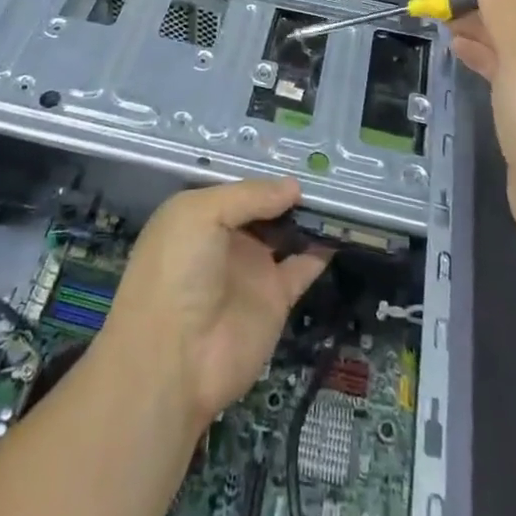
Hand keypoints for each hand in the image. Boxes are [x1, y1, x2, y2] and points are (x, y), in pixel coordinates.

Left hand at [99, 178, 331, 428]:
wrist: (173, 360)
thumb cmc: (177, 270)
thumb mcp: (202, 214)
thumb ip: (249, 196)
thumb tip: (294, 186)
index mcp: (201, 214)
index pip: (240, 187)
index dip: (265, 174)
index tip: (298, 156)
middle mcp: (227, 238)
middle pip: (266, 208)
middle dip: (291, 192)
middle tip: (329, 170)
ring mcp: (252, 268)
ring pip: (287, 234)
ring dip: (310, 218)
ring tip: (342, 194)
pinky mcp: (275, 299)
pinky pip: (304, 267)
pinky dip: (323, 250)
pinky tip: (342, 230)